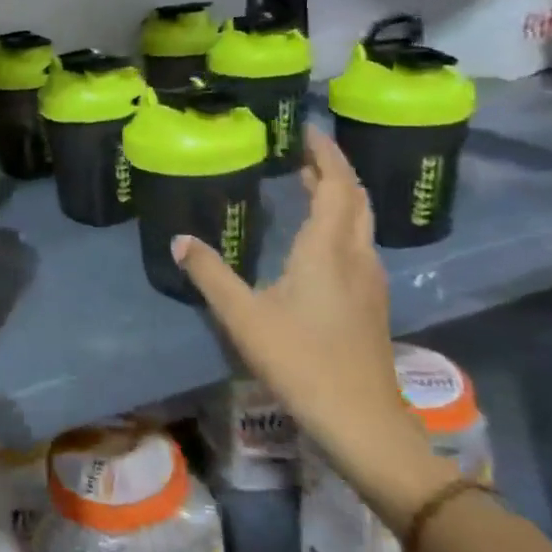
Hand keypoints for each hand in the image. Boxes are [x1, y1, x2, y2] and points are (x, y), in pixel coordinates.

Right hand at [173, 125, 453, 530]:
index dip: (325, 154)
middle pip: (355, 199)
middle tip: (302, 152)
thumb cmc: (301, 360)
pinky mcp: (372, 304)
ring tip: (307, 185)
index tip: (307, 130)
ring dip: (339, 197)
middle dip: (333, 170)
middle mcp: (356, 256)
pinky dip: (340, 224)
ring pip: (360, 223)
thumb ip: (210, 274)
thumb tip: (179, 240)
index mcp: (328, 249)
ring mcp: (370, 282)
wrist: (361, 421)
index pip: (336, 184)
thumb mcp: (242, 316)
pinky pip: (358, 245)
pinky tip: (317, 242)